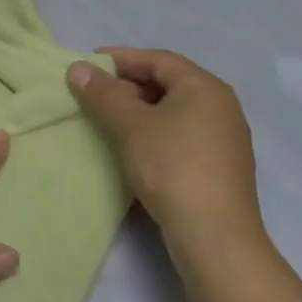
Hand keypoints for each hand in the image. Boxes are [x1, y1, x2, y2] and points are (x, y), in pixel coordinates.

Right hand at [67, 48, 267, 273]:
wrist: (217, 242)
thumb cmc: (173, 168)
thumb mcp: (131, 126)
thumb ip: (103, 93)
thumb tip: (77, 68)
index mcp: (205, 87)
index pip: (157, 59)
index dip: (120, 58)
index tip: (88, 65)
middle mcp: (220, 106)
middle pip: (167, 82)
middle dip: (128, 85)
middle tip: (94, 93)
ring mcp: (224, 139)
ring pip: (173, 111)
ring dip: (139, 110)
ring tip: (107, 119)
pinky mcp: (220, 168)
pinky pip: (181, 134)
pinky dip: (154, 132)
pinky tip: (132, 146)